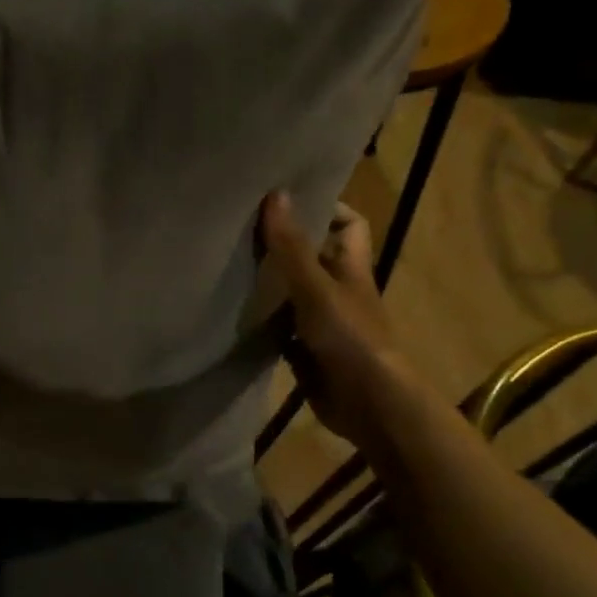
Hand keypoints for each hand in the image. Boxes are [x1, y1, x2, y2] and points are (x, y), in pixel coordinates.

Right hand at [259, 191, 414, 448]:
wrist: (367, 402)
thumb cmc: (349, 336)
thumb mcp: (316, 287)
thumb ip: (293, 247)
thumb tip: (276, 194)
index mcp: (351, 268)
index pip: (349, 225)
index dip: (326, 209)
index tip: (287, 201)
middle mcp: (339, 291)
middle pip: (314, 258)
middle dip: (284, 246)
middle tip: (243, 231)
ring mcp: (324, 324)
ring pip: (293, 295)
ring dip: (269, 286)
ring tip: (229, 266)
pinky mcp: (307, 351)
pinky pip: (281, 330)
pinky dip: (263, 324)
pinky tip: (235, 316)